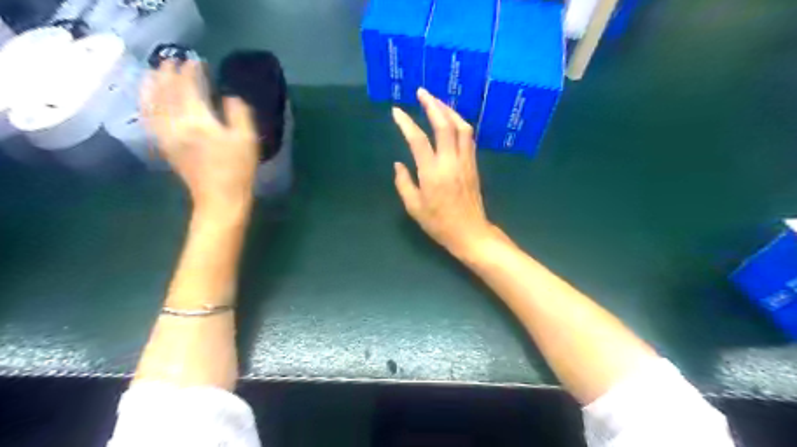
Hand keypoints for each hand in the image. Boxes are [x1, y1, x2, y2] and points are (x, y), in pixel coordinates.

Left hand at [139, 60, 258, 215]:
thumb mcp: (247, 140)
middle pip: (166, 91)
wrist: (220, 198)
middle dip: (168, 73)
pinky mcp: (163, 146)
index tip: (196, 61)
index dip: (191, 71)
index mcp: (199, 121)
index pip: (189, 87)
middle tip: (173, 60)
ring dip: (151, 84)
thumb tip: (229, 96)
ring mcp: (166, 135)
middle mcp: (176, 124)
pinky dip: (146, 103)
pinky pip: (148, 119)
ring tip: (153, 72)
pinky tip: (148, 99)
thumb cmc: (238, 170)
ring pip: (152, 103)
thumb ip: (239, 114)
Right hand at [391, 87, 496, 259]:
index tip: (396, 111)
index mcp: (433, 173)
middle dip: (433, 105)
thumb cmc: (439, 223)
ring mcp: (466, 161)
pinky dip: (459, 123)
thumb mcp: (414, 207)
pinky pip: (468, 137)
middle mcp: (451, 162)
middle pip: (445, 125)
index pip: (419, 140)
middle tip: (422, 92)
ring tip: (437, 102)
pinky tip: (451, 120)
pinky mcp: (474, 165)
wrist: (470, 232)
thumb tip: (398, 164)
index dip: (406, 123)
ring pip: (461, 127)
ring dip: (449, 110)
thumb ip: (403, 183)